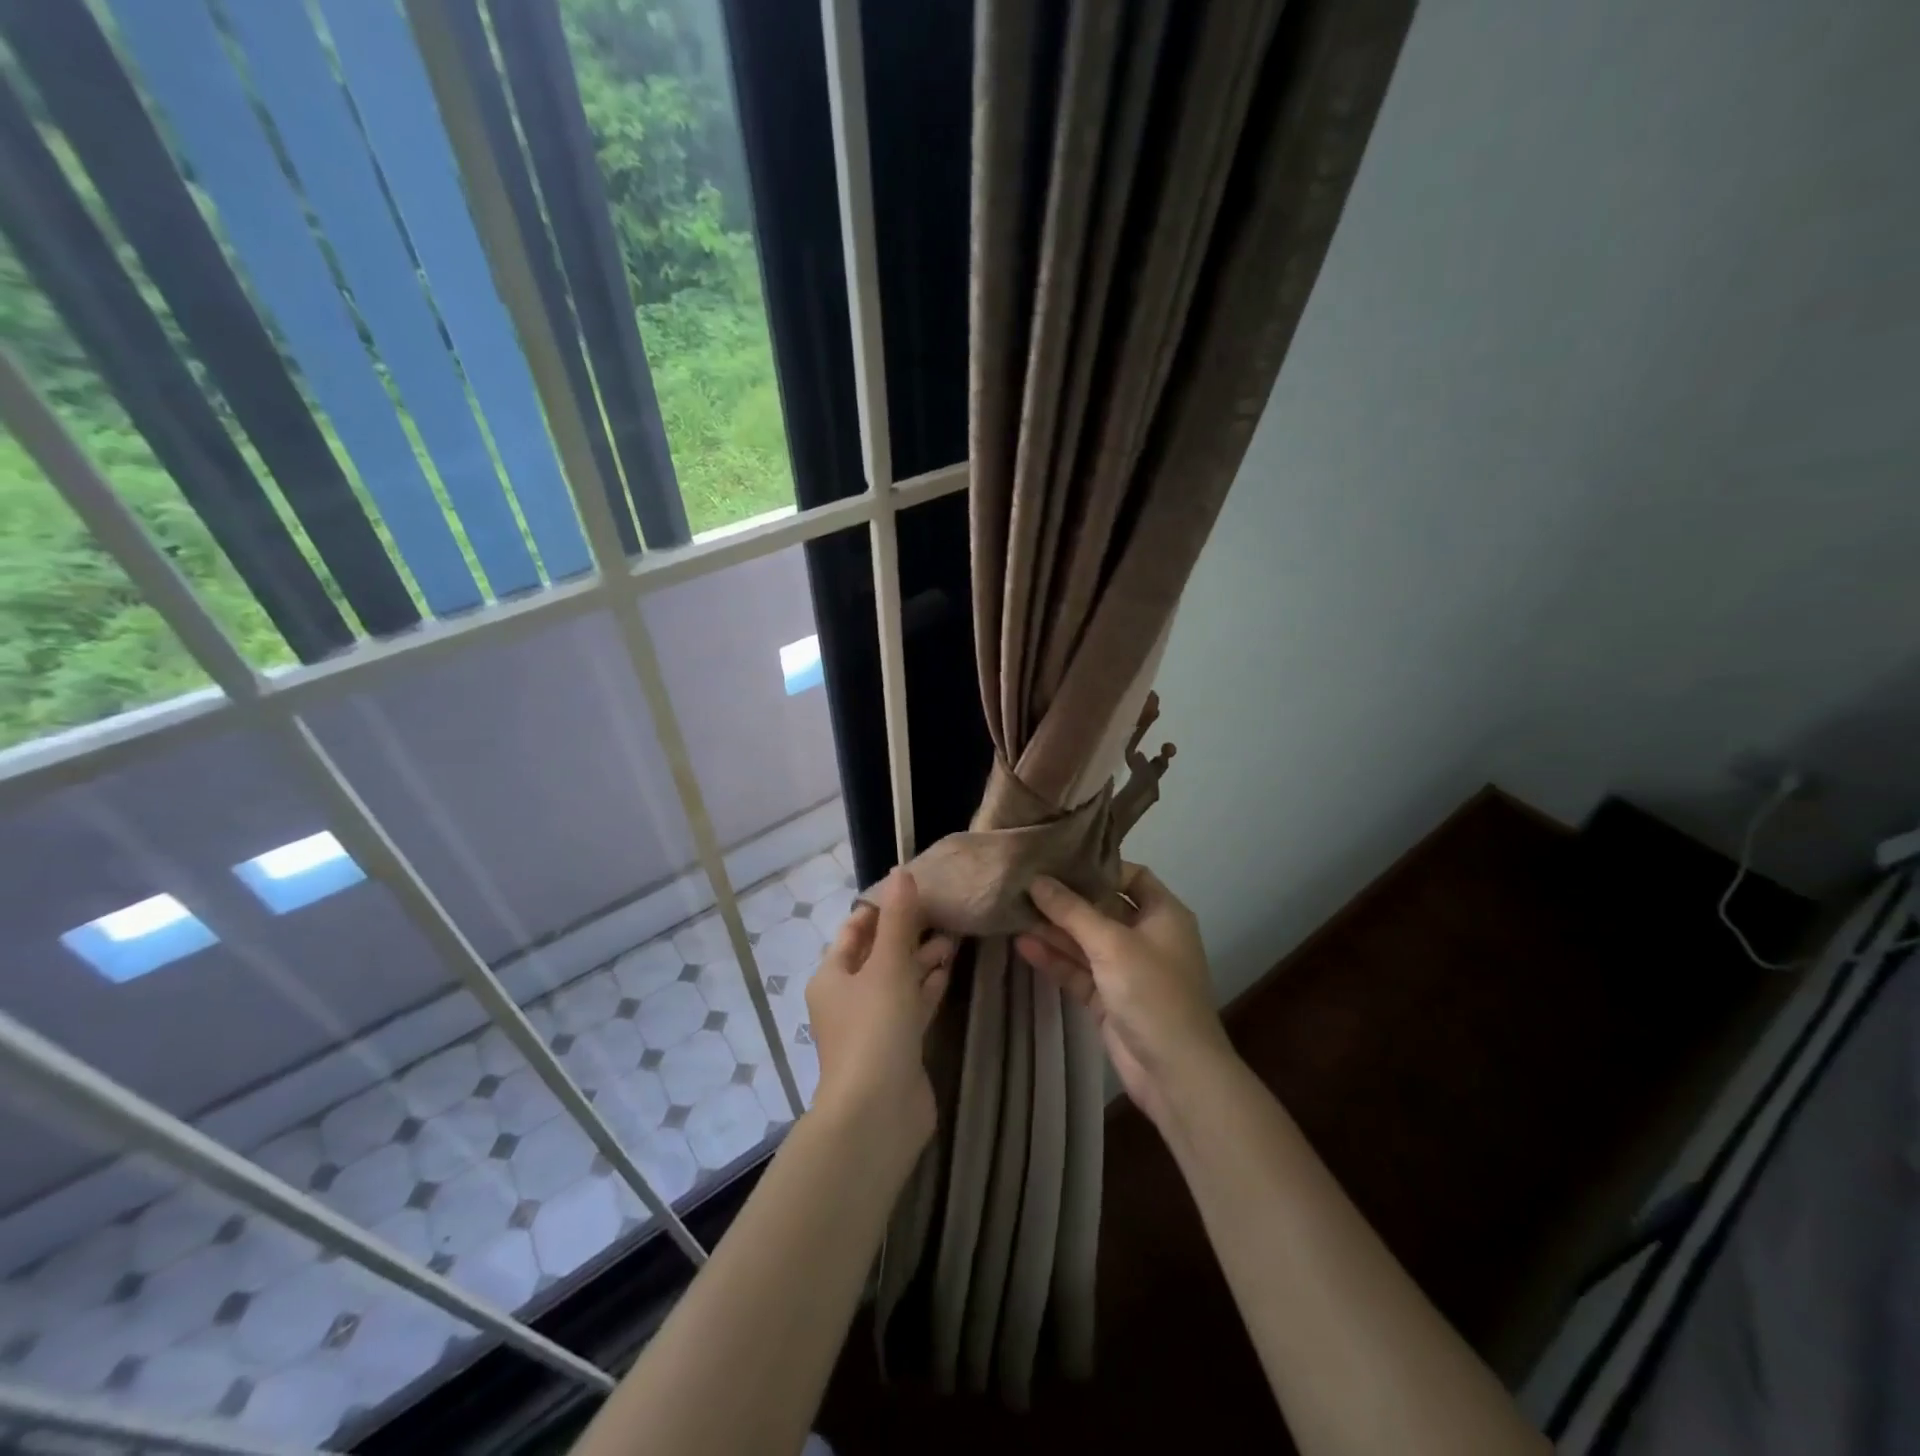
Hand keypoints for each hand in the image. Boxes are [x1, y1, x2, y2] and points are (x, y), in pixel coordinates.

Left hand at [805, 869, 953, 1152]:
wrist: (878, 1113)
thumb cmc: (874, 1028)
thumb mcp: (888, 966)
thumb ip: (899, 920)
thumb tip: (902, 872)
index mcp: (832, 975)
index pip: (856, 930)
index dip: (882, 908)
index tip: (916, 889)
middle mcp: (847, 997)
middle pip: (878, 954)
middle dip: (908, 933)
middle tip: (945, 912)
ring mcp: (872, 1024)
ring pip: (898, 980)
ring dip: (922, 960)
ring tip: (955, 937)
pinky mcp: (896, 1046)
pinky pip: (911, 1006)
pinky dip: (927, 987)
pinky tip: (949, 971)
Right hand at [1016, 864, 1234, 1131]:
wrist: (1175, 1073)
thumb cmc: (1153, 993)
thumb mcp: (1112, 944)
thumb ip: (1072, 911)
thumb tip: (1037, 879)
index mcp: (1163, 915)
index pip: (1132, 876)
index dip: (1099, 867)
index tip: (1060, 859)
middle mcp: (1145, 936)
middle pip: (1102, 908)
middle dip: (1066, 899)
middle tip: (1024, 883)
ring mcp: (1125, 969)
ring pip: (1085, 941)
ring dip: (1054, 930)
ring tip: (1013, 911)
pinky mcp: (1107, 998)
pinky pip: (1078, 970)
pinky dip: (1054, 959)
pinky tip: (1022, 945)